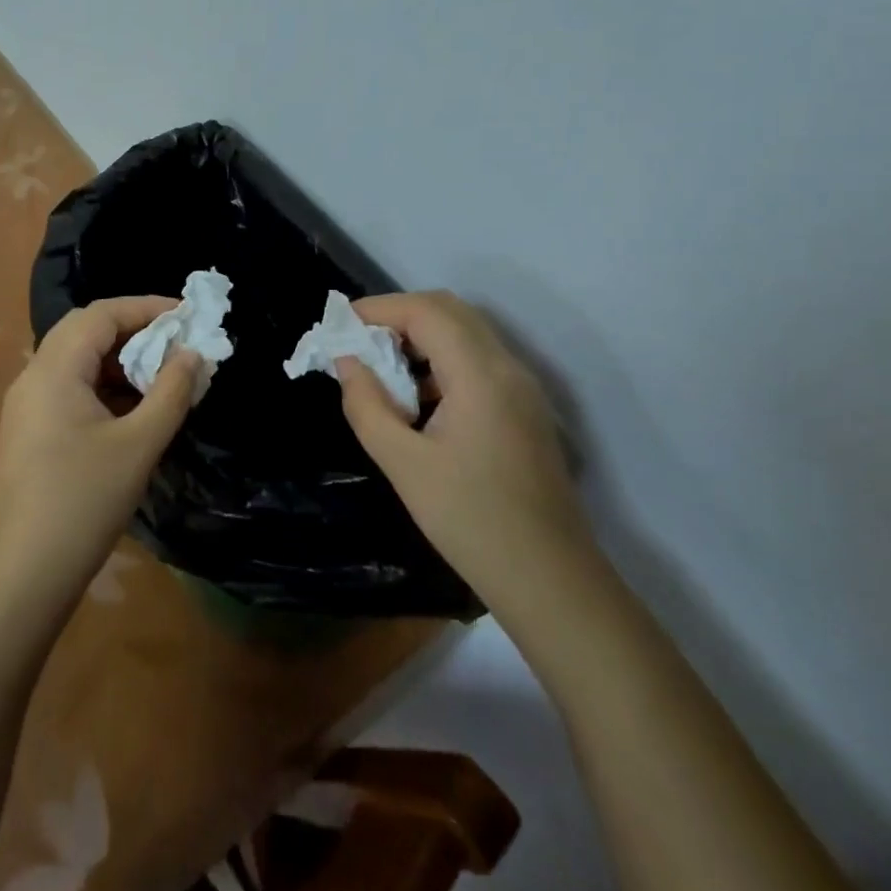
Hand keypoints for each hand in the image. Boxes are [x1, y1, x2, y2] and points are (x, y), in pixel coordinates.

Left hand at [0, 298, 198, 612]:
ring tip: (162, 374)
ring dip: (119, 359)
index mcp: (54, 369)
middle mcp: (34, 377)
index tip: (187, 314)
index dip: (146, 307)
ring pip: (77, 360)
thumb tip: (193, 353)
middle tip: (176, 341)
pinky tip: (133, 408)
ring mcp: (27, 406)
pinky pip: (70, 388)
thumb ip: (170, 392)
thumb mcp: (138, 445)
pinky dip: (104, 386)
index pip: (101, 314)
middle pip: (85, 330)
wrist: (20, 578)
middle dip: (133, 329)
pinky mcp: (30, 432)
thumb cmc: (82, 503)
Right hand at [335, 291, 591, 599]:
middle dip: (399, 316)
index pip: (426, 311)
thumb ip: (367, 405)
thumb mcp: (404, 465)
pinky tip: (417, 398)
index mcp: (480, 375)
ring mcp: (522, 387)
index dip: (379, 309)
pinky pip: (478, 360)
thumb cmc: (471, 521)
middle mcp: (507, 367)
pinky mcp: (525, 408)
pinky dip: (441, 359)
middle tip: (359, 343)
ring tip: (381, 369)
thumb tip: (347, 362)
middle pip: (450, 310)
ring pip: (466, 333)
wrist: (550, 580)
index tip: (339, 326)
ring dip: (421, 336)